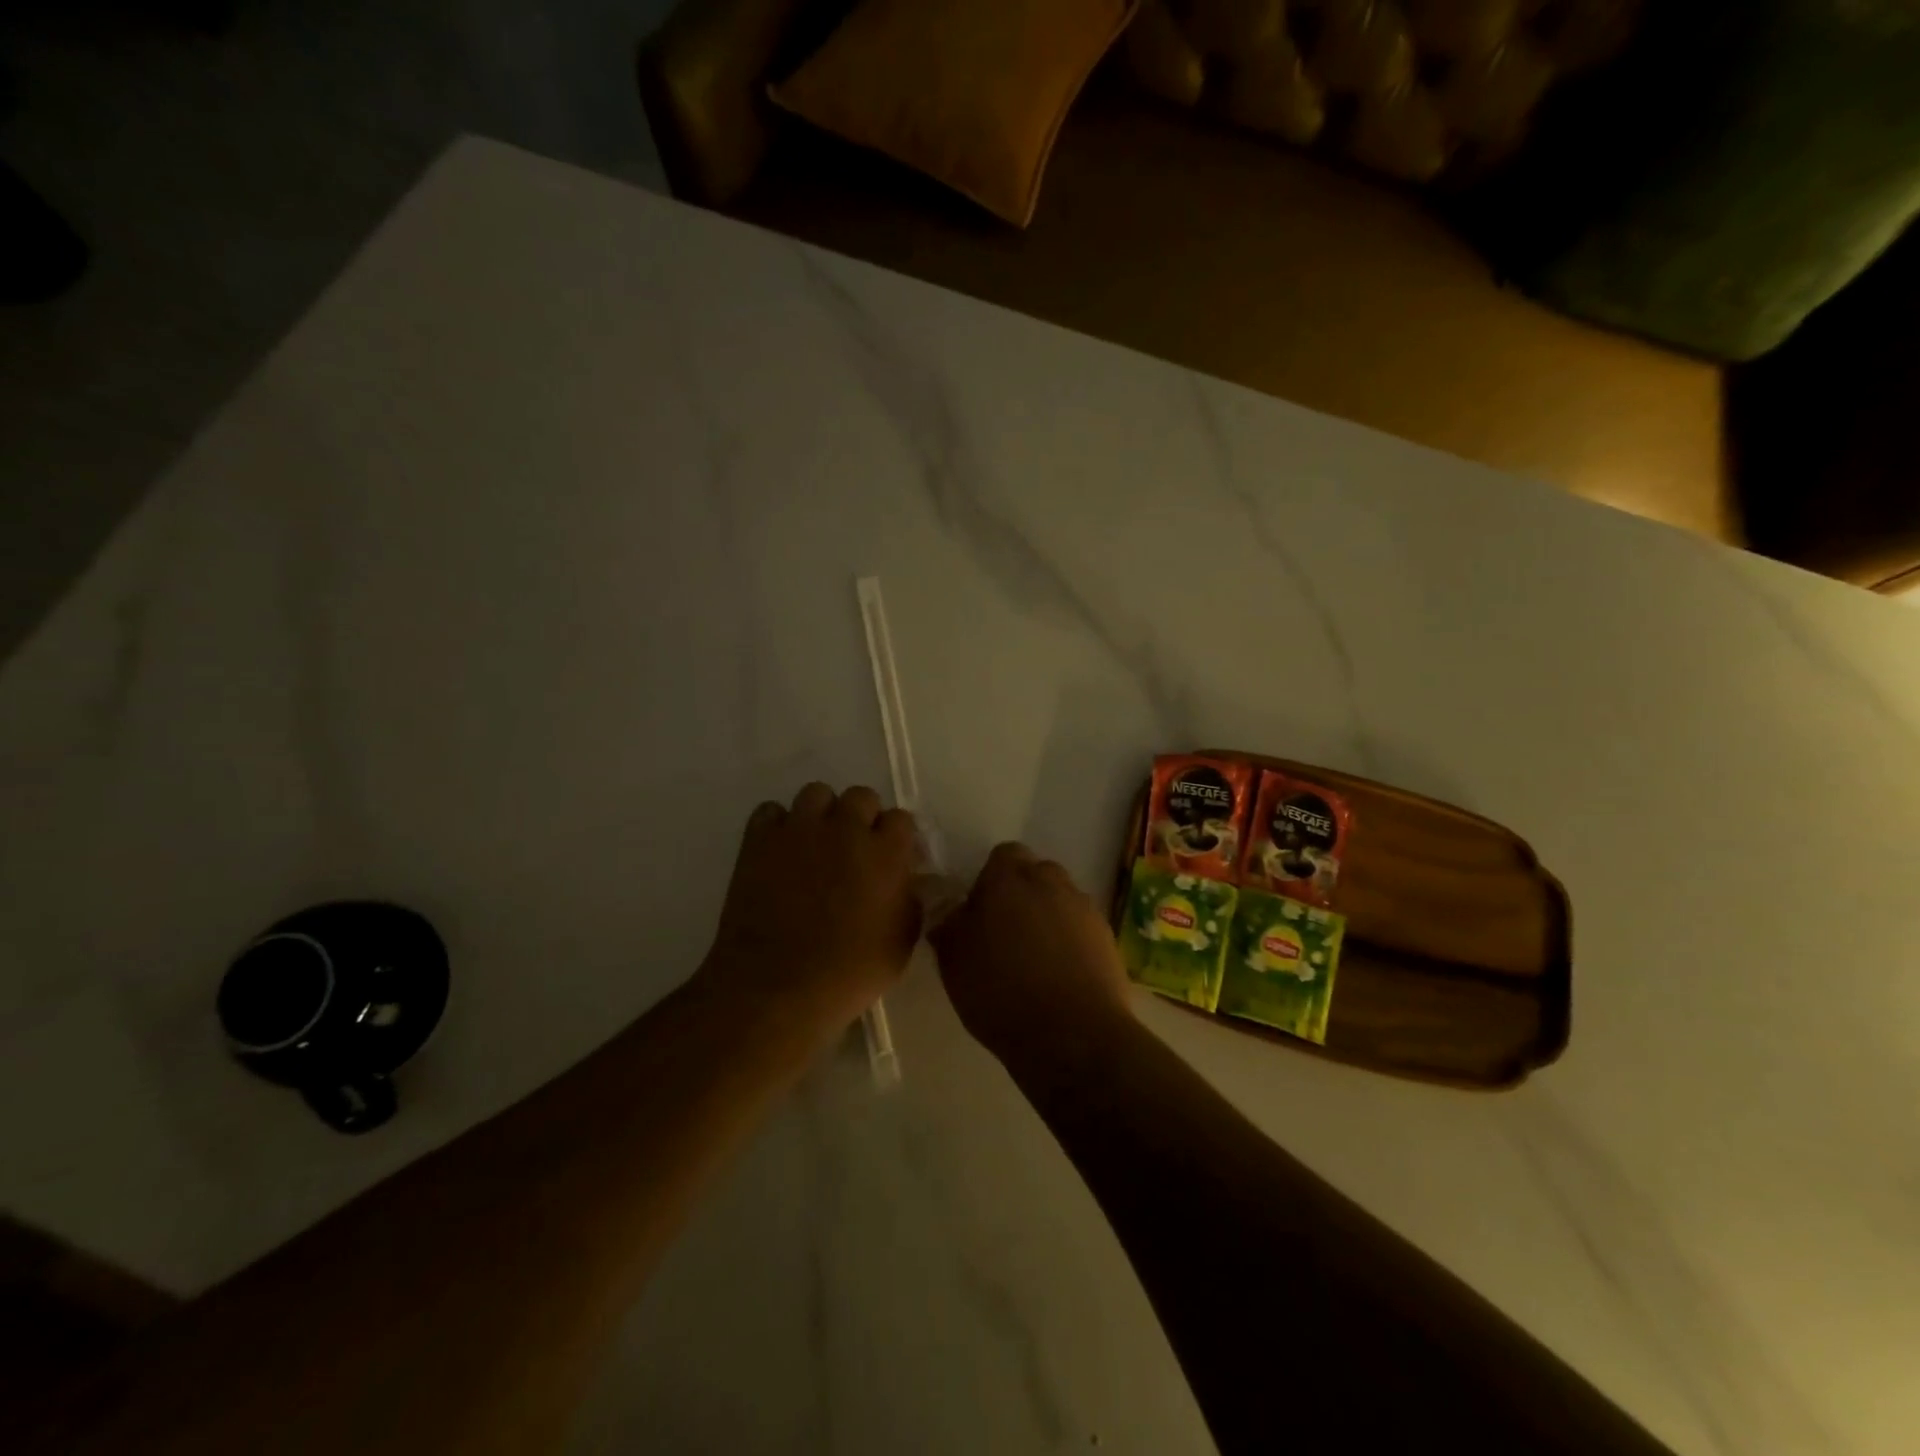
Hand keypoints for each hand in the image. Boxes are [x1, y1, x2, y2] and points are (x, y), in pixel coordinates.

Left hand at [699, 783, 921, 1037]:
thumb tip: (909, 880)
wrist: (777, 987)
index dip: (896, 837)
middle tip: (854, 850)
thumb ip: (911, 900)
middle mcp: (846, 829)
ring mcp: (800, 830)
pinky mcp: (760, 840)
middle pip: (861, 796)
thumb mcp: (901, 943)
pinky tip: (781, 851)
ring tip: (816, 843)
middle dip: (862, 818)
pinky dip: (778, 825)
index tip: (891, 858)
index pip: (901, 818)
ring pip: (816, 793)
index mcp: (886, 853)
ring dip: (822, 814)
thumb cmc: (849, 973)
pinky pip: (771, 811)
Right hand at [931, 843, 1134, 1071]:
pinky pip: (1082, 928)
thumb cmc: (1000, 993)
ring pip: (1062, 900)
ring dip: (1049, 917)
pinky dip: (1072, 942)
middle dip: (1022, 894)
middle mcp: (1051, 882)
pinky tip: (1060, 976)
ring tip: (1035, 959)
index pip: (1002, 856)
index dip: (990, 880)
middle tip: (1006, 932)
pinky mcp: (1108, 938)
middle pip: (1036, 873)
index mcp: (1009, 879)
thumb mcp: (953, 963)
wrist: (1072, 1036)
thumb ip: (950, 927)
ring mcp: (1084, 909)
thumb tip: (952, 913)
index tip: (980, 911)